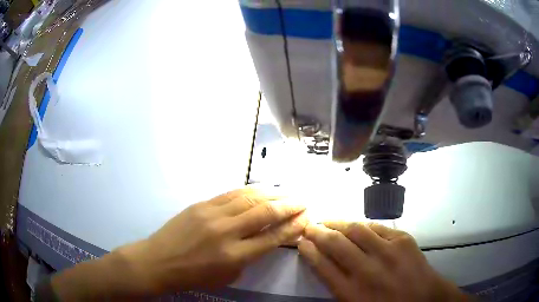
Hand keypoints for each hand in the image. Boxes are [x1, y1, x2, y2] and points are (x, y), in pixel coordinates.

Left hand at [119, 187, 307, 293]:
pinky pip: (232, 193)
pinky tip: (262, 188)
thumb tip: (266, 239)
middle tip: (303, 201)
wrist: (160, 261)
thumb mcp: (227, 276)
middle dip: (289, 205)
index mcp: (234, 256)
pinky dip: (251, 190)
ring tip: (288, 191)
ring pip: (250, 197)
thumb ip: (249, 257)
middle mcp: (227, 232)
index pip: (272, 237)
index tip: (306, 219)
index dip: (293, 227)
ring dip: (273, 193)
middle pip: (265, 212)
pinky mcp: (202, 204)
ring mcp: (213, 214)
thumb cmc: (194, 276)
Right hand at [299, 222, 470, 301]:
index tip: (302, 242)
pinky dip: (362, 225)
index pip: (322, 266)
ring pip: (355, 229)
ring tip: (328, 221)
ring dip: (337, 223)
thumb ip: (337, 287)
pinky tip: (356, 225)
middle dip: (318, 232)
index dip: (309, 251)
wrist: (424, 299)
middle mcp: (367, 270)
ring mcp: (388, 252)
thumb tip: (323, 263)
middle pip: (335, 244)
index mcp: (352, 292)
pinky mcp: (403, 240)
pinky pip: (377, 227)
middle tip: (310, 226)